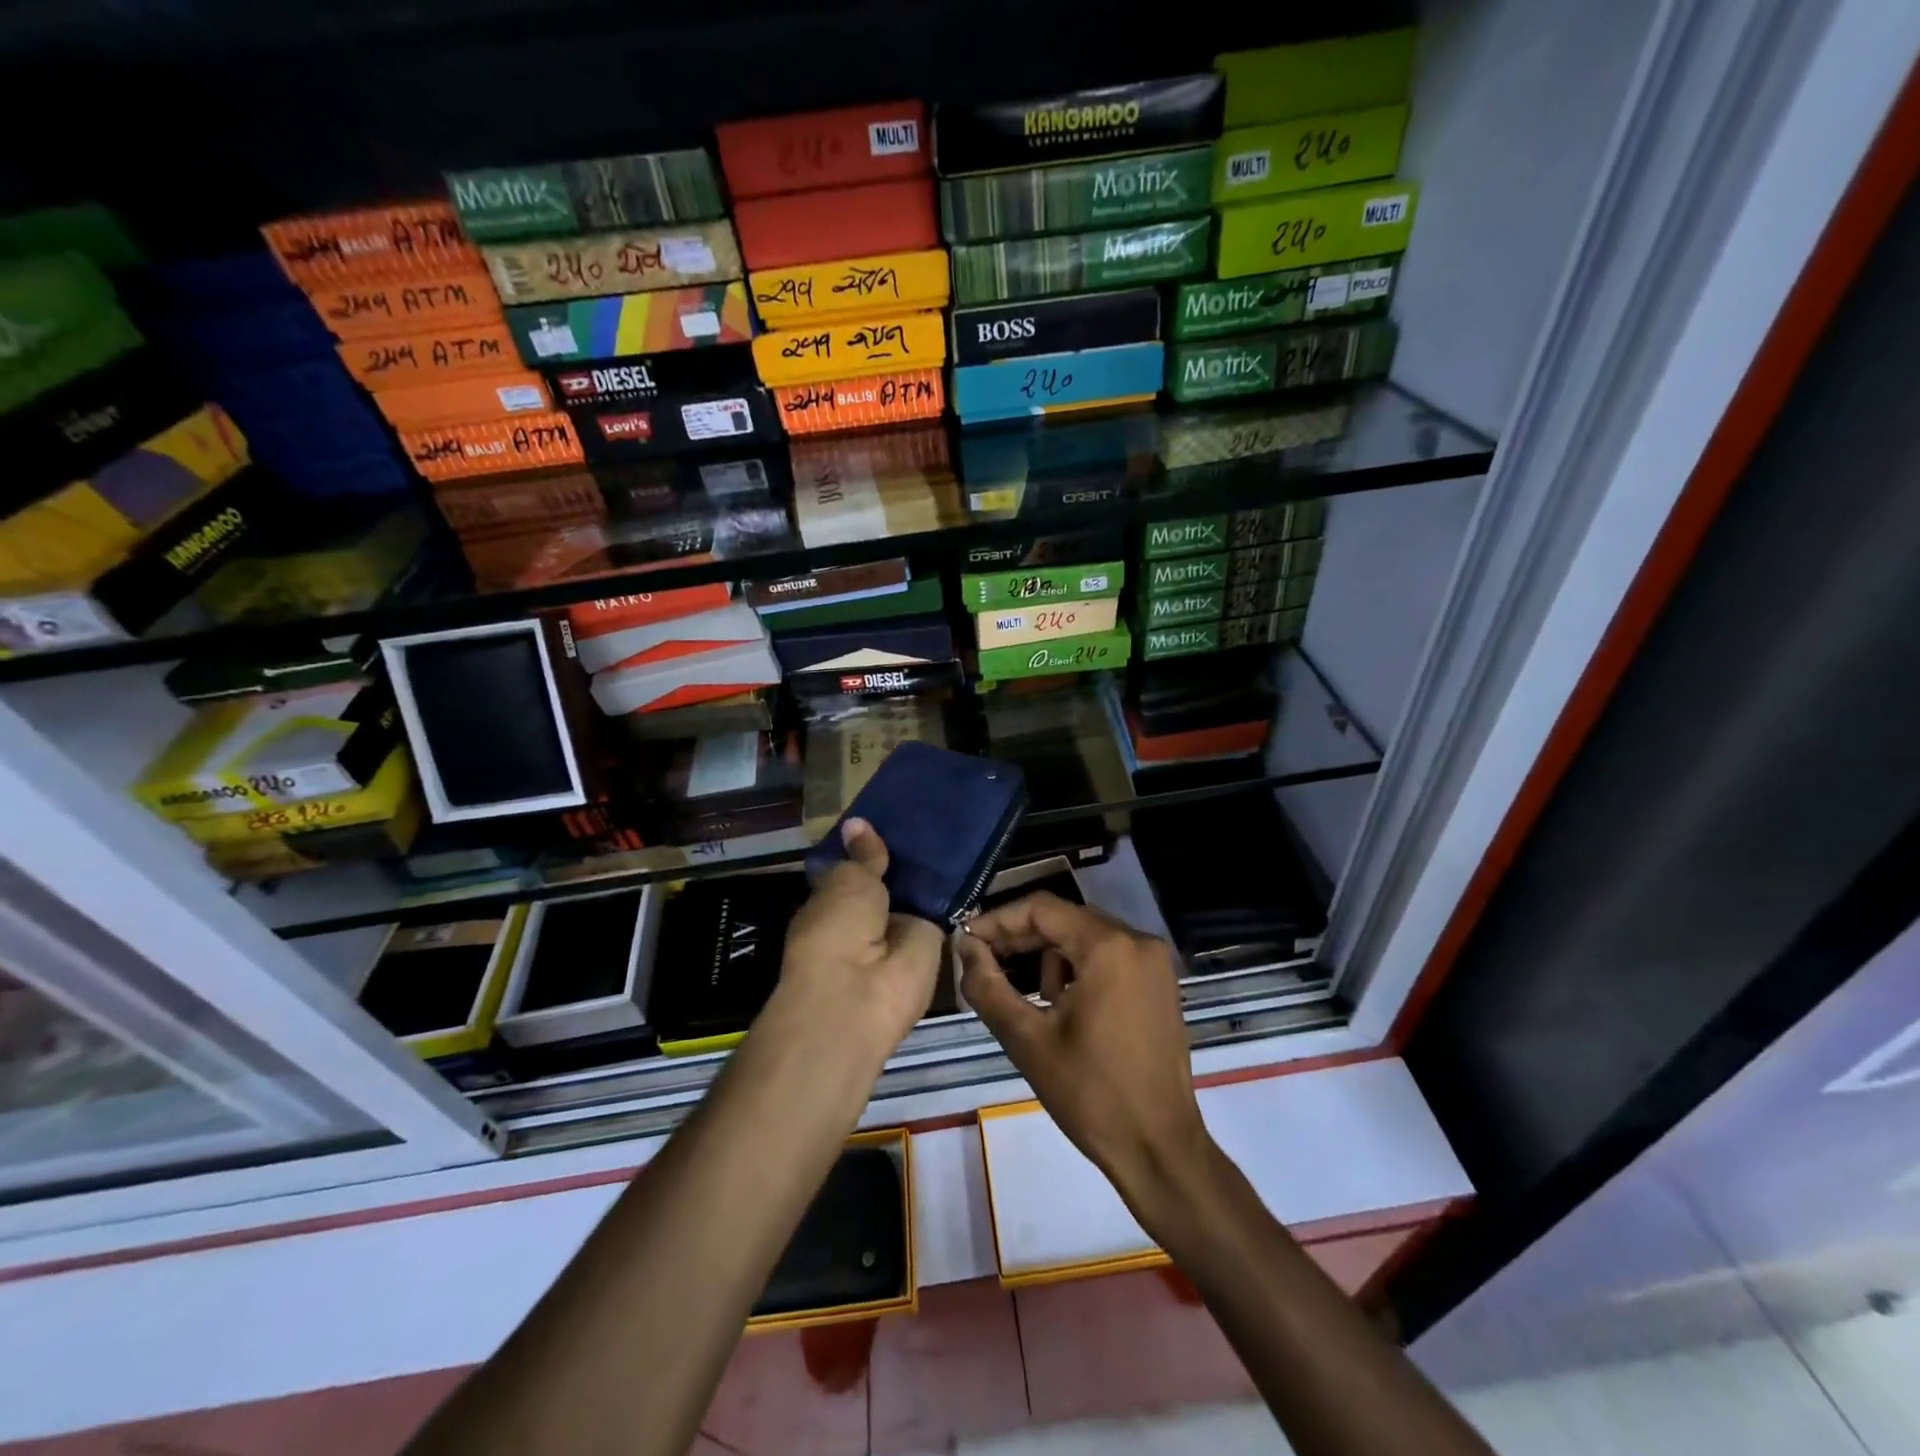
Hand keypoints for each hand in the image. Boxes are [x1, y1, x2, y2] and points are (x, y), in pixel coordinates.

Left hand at [774, 819, 944, 1058]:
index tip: (886, 821)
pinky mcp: (929, 948)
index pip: (851, 873)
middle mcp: (863, 922)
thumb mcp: (847, 880)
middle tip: (926, 820)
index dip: (866, 851)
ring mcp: (896, 936)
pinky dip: (952, 894)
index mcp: (830, 907)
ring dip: (929, 876)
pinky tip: (967, 859)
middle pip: (887, 884)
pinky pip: (941, 913)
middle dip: (901, 861)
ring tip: (950, 831)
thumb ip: (862, 855)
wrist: (862, 993)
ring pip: (914, 898)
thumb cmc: (837, 930)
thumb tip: (857, 822)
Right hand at [955, 893, 1213, 1216]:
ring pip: (1085, 937)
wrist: (1160, 1150)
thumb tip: (964, 946)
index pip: (1042, 909)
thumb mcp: (1027, 1039)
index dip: (998, 920)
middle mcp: (1137, 941)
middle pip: (1065, 920)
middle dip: (1021, 938)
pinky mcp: (1160, 983)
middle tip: (983, 962)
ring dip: (1050, 958)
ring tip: (1031, 1001)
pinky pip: (1109, 956)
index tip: (967, 940)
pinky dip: (1079, 969)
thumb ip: (987, 985)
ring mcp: (1154, 962)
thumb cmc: (1091, 1095)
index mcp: (1108, 947)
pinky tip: (1062, 1007)